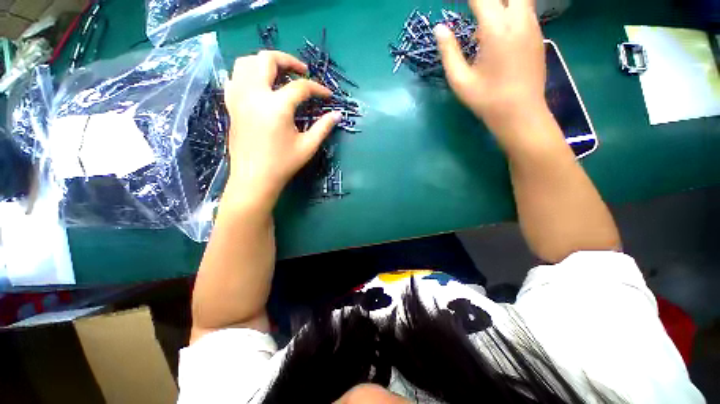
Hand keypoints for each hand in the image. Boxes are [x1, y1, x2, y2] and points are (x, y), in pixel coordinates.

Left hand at [223, 51, 340, 206]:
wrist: (254, 178)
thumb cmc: (283, 164)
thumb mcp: (308, 146)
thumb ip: (323, 127)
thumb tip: (337, 115)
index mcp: (277, 107)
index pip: (300, 87)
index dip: (317, 89)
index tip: (328, 96)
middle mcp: (254, 95)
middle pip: (267, 60)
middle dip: (288, 60)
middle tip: (302, 71)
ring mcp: (239, 98)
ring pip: (246, 62)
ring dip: (265, 62)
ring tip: (280, 74)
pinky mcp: (231, 105)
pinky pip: (235, 77)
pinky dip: (248, 74)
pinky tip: (259, 84)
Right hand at [434, 0, 546, 145]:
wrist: (521, 113)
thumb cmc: (486, 100)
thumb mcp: (460, 80)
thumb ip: (449, 52)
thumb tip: (439, 28)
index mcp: (496, 29)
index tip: (452, 5)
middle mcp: (518, 19)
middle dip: (486, 0)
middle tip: (473, 11)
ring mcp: (532, 25)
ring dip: (499, 6)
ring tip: (482, 29)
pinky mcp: (538, 34)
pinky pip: (524, 10)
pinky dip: (509, 12)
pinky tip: (496, 34)